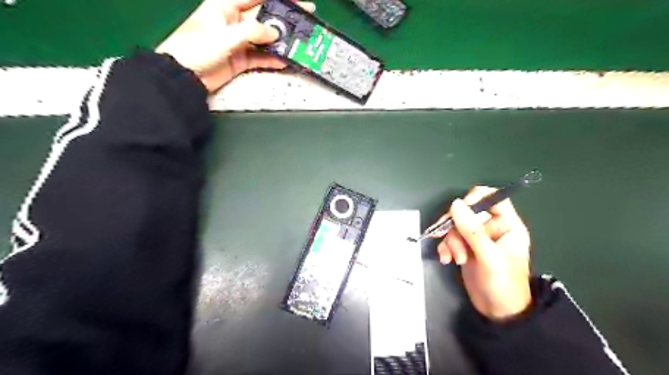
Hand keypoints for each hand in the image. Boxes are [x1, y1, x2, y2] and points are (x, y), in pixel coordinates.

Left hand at [157, 0, 316, 91]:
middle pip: (264, 18)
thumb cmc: (195, 49)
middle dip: (283, 20)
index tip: (297, 1)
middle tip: (304, 22)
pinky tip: (284, 60)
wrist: (184, 77)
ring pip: (265, 39)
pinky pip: (261, 57)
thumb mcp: (224, 36)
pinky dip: (272, 59)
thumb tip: (274, 33)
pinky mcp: (241, 59)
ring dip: (280, 42)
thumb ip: (251, 32)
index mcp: (225, 7)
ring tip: (298, 44)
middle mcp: (234, 22)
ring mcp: (239, 41)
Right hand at [435, 187, 532, 319]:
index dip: (475, 198)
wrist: (497, 312)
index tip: (459, 209)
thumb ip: (472, 230)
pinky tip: (446, 259)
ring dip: (451, 241)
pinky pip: (449, 238)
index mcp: (506, 225)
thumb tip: (455, 203)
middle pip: (467, 212)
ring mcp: (476, 238)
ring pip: (455, 226)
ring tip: (455, 258)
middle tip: (451, 240)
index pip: (493, 198)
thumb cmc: (502, 284)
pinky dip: (445, 247)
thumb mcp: (488, 256)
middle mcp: (491, 228)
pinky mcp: (465, 247)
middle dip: (456, 227)